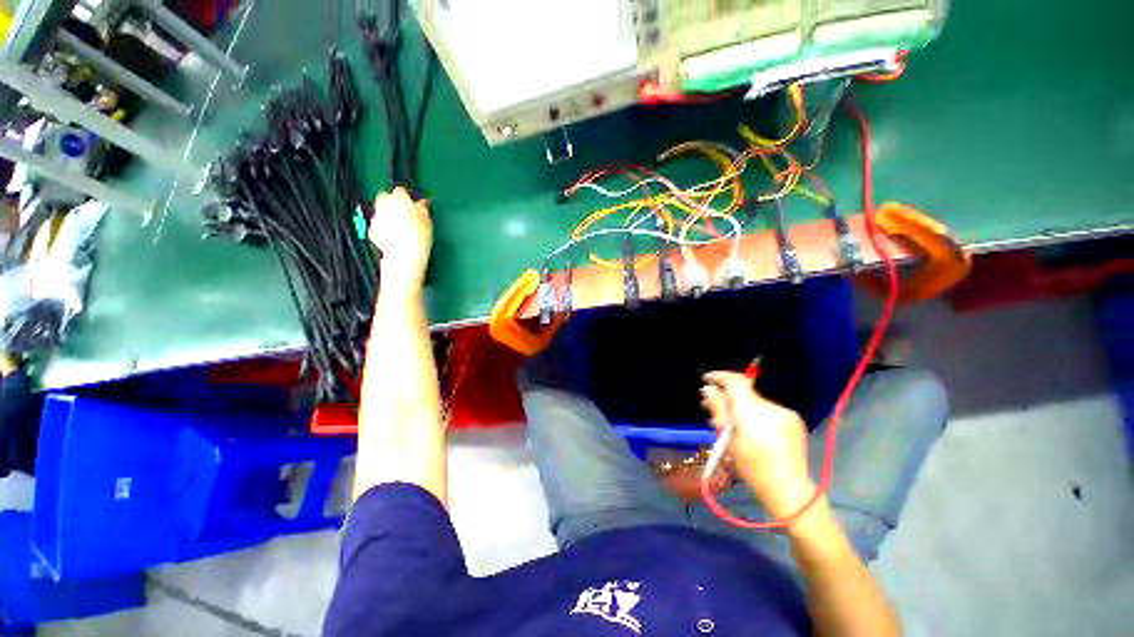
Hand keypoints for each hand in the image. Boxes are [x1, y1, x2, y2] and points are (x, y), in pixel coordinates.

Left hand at [369, 188, 431, 297]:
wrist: (404, 258)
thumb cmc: (419, 240)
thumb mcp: (428, 223)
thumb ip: (423, 210)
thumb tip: (421, 204)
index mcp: (399, 200)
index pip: (400, 191)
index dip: (407, 197)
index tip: (413, 205)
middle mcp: (384, 206)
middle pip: (384, 197)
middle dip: (392, 203)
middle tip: (404, 213)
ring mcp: (376, 218)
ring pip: (380, 211)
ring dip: (388, 215)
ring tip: (400, 227)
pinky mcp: (372, 231)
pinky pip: (378, 225)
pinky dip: (384, 228)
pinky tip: (394, 236)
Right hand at [700, 371, 814, 518]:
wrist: (789, 490)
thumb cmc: (751, 467)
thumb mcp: (728, 439)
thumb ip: (718, 410)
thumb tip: (709, 389)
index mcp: (753, 412)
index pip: (736, 382)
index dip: (720, 376)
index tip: (707, 379)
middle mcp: (772, 407)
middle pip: (745, 393)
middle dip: (727, 397)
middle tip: (712, 407)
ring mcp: (786, 414)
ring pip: (755, 402)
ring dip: (741, 407)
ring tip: (729, 422)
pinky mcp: (795, 421)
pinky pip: (768, 411)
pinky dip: (755, 415)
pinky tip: (750, 430)